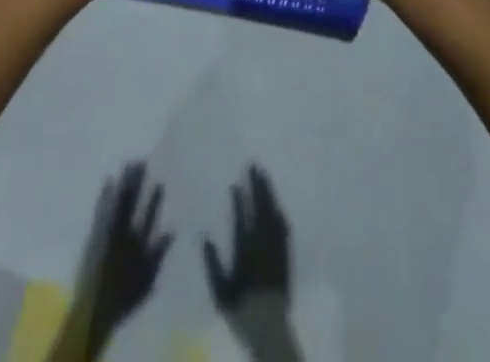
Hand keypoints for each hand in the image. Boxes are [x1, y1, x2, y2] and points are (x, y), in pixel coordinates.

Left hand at [50, 162, 172, 360]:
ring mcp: (108, 231)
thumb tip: (172, 229)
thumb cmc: (124, 297)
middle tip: (142, 160)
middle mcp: (124, 232)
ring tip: (129, 163)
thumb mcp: (148, 280)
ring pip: (118, 201)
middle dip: (138, 182)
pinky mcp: (95, 234)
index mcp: (138, 243)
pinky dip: (105, 194)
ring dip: (124, 182)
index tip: (159, 181)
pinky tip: (108, 179)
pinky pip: (101, 209)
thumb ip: (159, 254)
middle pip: (133, 202)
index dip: (154, 198)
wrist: (95, 309)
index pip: (149, 215)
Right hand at [205, 166, 301, 361]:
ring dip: (269, 193)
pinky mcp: (285, 253)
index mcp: (245, 248)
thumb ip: (212, 262)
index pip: (243, 216)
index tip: (236, 183)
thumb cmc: (241, 306)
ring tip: (265, 176)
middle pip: (261, 207)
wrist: (268, 324)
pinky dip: (279, 212)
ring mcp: (276, 246)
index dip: (240, 198)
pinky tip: (277, 205)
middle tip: (254, 165)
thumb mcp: (220, 289)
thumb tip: (203, 237)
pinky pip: (283, 226)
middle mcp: (262, 242)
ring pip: (273, 212)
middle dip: (258, 185)